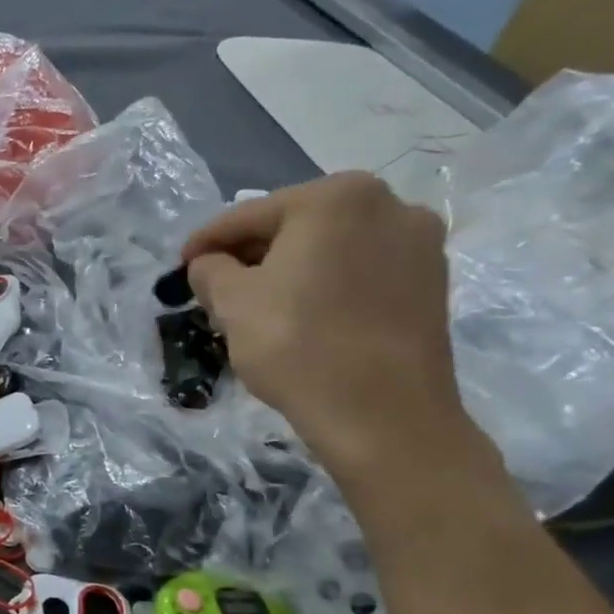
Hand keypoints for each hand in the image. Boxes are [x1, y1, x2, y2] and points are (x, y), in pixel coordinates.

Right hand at [182, 174, 472, 479]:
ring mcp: (420, 245)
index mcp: (336, 197)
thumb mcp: (232, 302)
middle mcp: (389, 204)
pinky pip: (360, 273)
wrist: (383, 417)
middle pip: (295, 227)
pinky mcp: (432, 285)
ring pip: (330, 250)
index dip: (207, 242)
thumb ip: (210, 270)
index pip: (250, 215)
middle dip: (251, 255)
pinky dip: (325, 286)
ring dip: (289, 270)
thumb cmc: (298, 344)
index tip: (181, 265)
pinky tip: (302, 315)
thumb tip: (209, 265)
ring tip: (256, 304)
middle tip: (215, 286)